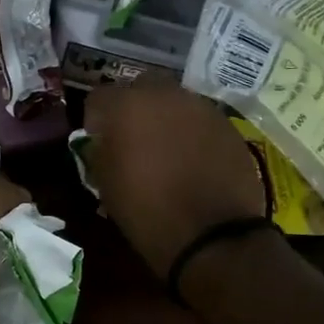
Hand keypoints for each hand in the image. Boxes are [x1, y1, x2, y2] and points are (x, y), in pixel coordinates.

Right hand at [83, 80, 270, 279]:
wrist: (212, 235)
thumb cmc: (145, 209)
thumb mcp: (104, 182)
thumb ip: (99, 149)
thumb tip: (103, 140)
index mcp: (126, 105)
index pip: (98, 98)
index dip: (95, 120)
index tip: (98, 142)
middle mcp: (164, 94)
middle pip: (140, 88)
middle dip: (133, 109)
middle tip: (132, 140)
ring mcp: (201, 107)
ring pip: (173, 101)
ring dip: (164, 118)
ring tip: (165, 151)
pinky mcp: (227, 125)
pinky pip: (199, 120)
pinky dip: (191, 133)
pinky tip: (192, 161)